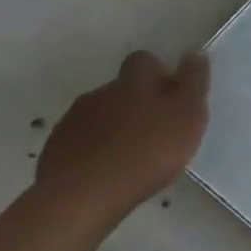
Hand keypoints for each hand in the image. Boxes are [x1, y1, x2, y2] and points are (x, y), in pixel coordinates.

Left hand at [37, 51, 210, 224]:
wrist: (82, 196)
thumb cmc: (146, 152)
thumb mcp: (187, 115)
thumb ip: (194, 83)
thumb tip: (194, 54)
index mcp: (134, 82)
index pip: (144, 60)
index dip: (158, 72)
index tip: (172, 94)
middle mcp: (101, 93)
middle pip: (121, 88)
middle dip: (138, 101)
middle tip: (157, 128)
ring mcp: (74, 121)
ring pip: (101, 114)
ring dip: (116, 126)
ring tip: (132, 153)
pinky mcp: (56, 149)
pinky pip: (81, 140)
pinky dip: (95, 148)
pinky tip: (107, 170)